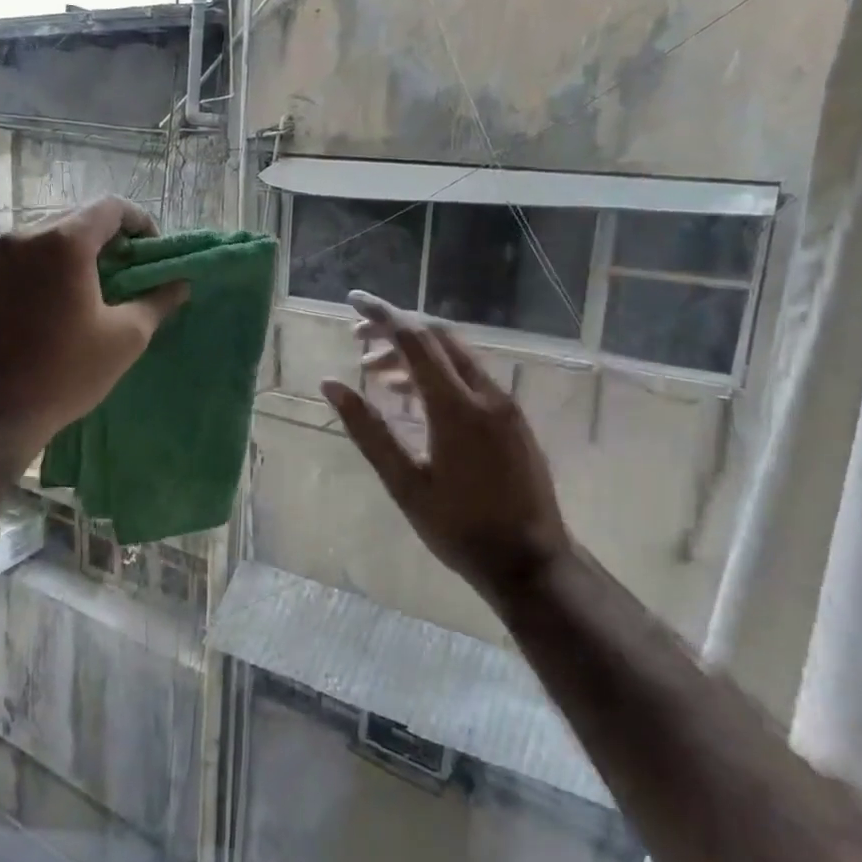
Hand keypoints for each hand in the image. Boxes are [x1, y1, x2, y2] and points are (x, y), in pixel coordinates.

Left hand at [0, 197, 187, 453]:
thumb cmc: (66, 372)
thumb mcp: (126, 337)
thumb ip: (157, 301)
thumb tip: (179, 284)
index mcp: (62, 242)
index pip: (110, 207)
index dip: (140, 222)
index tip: (153, 251)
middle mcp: (24, 236)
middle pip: (78, 218)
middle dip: (109, 238)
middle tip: (130, 271)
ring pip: (49, 236)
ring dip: (79, 252)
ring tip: (98, 287)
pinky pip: (26, 257)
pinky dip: (51, 266)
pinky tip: (62, 301)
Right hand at [320, 291, 569, 606]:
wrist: (529, 561)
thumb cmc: (458, 527)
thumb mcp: (403, 482)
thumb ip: (367, 428)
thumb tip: (331, 385)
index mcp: (455, 406)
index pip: (414, 340)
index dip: (381, 315)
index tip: (352, 300)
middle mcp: (485, 394)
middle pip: (437, 338)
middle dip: (396, 330)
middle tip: (357, 341)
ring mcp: (504, 405)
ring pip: (455, 357)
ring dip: (415, 354)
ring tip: (375, 373)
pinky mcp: (512, 419)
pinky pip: (470, 378)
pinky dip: (437, 374)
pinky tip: (413, 397)